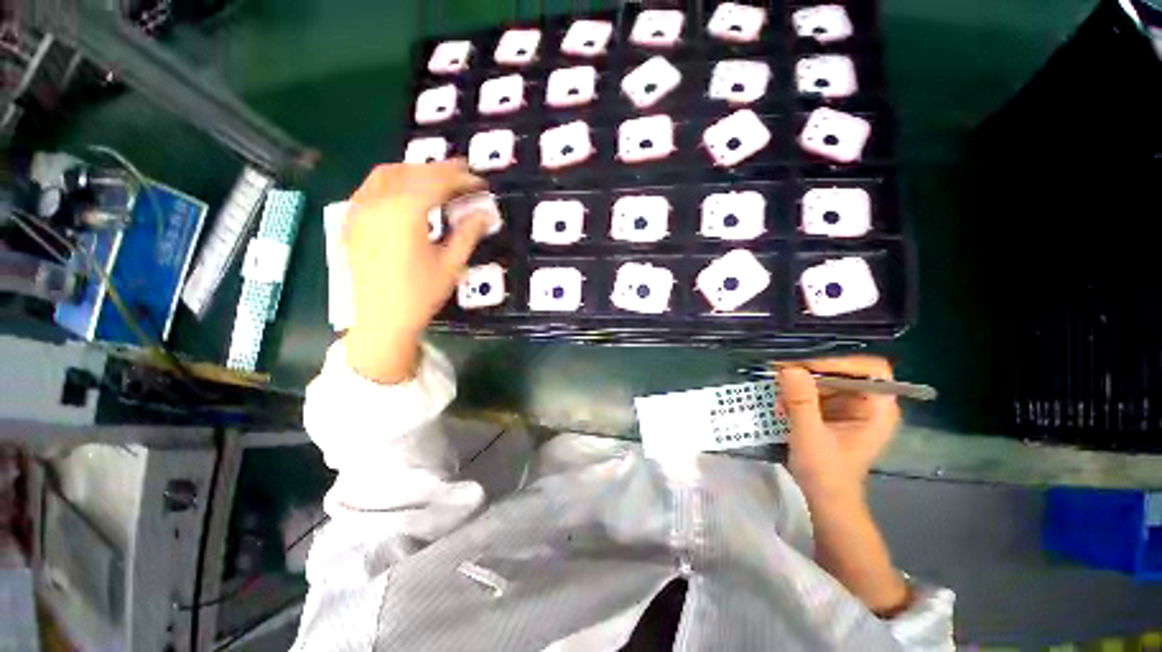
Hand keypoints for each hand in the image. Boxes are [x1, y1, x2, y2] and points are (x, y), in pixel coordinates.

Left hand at [343, 161, 492, 382]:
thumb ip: (468, 233)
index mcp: (404, 213)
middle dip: (440, 170)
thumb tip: (487, 214)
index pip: (436, 182)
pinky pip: (370, 187)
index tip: (480, 181)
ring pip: (387, 174)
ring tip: (436, 180)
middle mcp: (378, 202)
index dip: (461, 178)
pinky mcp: (351, 221)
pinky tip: (404, 192)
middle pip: (412, 172)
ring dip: (414, 170)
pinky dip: (391, 181)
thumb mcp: (451, 264)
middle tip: (463, 175)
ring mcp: (359, 210)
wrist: (381, 320)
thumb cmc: (420, 294)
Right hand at [778, 356, 911, 616]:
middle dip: (811, 373)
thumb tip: (789, 368)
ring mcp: (850, 407)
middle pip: (844, 371)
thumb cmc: (825, 473)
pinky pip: (815, 391)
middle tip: (780, 375)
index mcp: (878, 410)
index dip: (840, 363)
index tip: (805, 367)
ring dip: (800, 385)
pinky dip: (797, 395)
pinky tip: (782, 407)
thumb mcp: (810, 436)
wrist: (825, 500)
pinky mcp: (834, 412)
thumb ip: (801, 402)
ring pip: (826, 380)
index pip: (871, 369)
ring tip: (779, 397)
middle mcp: (868, 403)